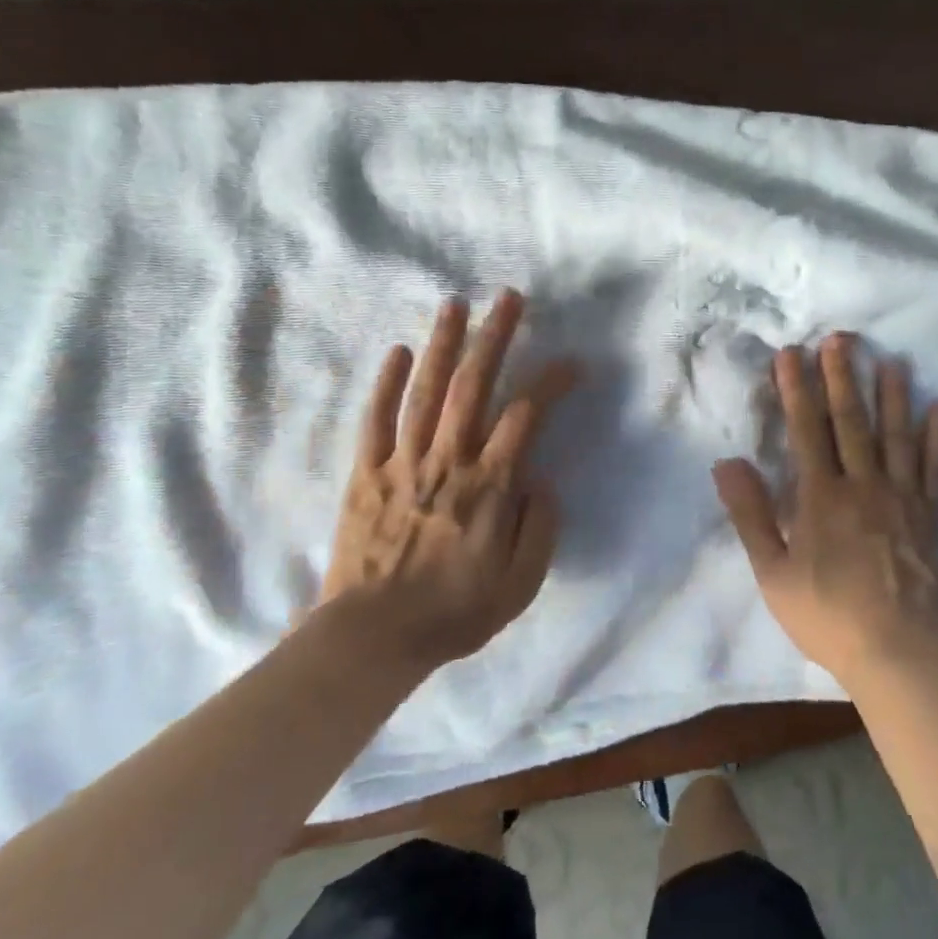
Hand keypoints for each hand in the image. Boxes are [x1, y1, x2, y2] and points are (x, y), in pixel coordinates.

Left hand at [321, 290, 574, 672]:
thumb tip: (541, 479)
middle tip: (508, 298)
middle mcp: (447, 462)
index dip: (551, 382)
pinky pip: (375, 420)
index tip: (572, 362)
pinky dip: (385, 384)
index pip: (526, 417)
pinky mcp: (366, 474)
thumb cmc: (454, 613)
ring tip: (455, 304)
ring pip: (425, 392)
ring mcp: (402, 464)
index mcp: (489, 488)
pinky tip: (396, 351)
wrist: (370, 640)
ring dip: (442, 344)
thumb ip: (541, 528)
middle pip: (473, 387)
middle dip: (494, 338)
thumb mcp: (520, 585)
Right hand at [713, 335, 937, 691]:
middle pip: (851, 422)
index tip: (791, 354)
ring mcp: (901, 498)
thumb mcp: (773, 572)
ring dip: (893, 395)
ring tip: (891, 359)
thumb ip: (751, 515)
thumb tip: (727, 462)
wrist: (895, 653)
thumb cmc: (826, 615)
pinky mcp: (929, 516)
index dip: (797, 390)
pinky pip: (936, 469)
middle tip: (841, 338)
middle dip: (843, 377)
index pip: (806, 431)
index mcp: (821, 497)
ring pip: (896, 436)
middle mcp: (863, 485)